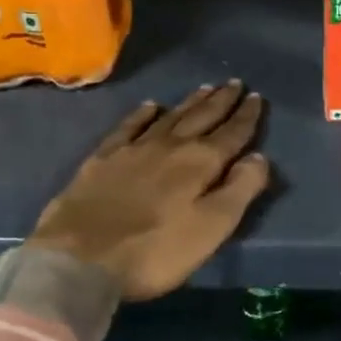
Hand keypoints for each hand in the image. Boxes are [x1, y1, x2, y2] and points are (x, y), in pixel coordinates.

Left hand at [29, 81, 271, 299]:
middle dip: (221, 101)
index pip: (231, 134)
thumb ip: (239, 190)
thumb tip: (260, 157)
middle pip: (201, 117)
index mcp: (200, 163)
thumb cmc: (155, 251)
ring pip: (170, 117)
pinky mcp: (103, 158)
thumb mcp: (210, 228)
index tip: (257, 97)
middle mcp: (170, 146)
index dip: (246, 116)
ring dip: (190, 102)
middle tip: (235, 82)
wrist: (80, 258)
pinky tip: (150, 106)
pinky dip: (142, 114)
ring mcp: (134, 149)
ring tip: (205, 88)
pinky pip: (129, 127)